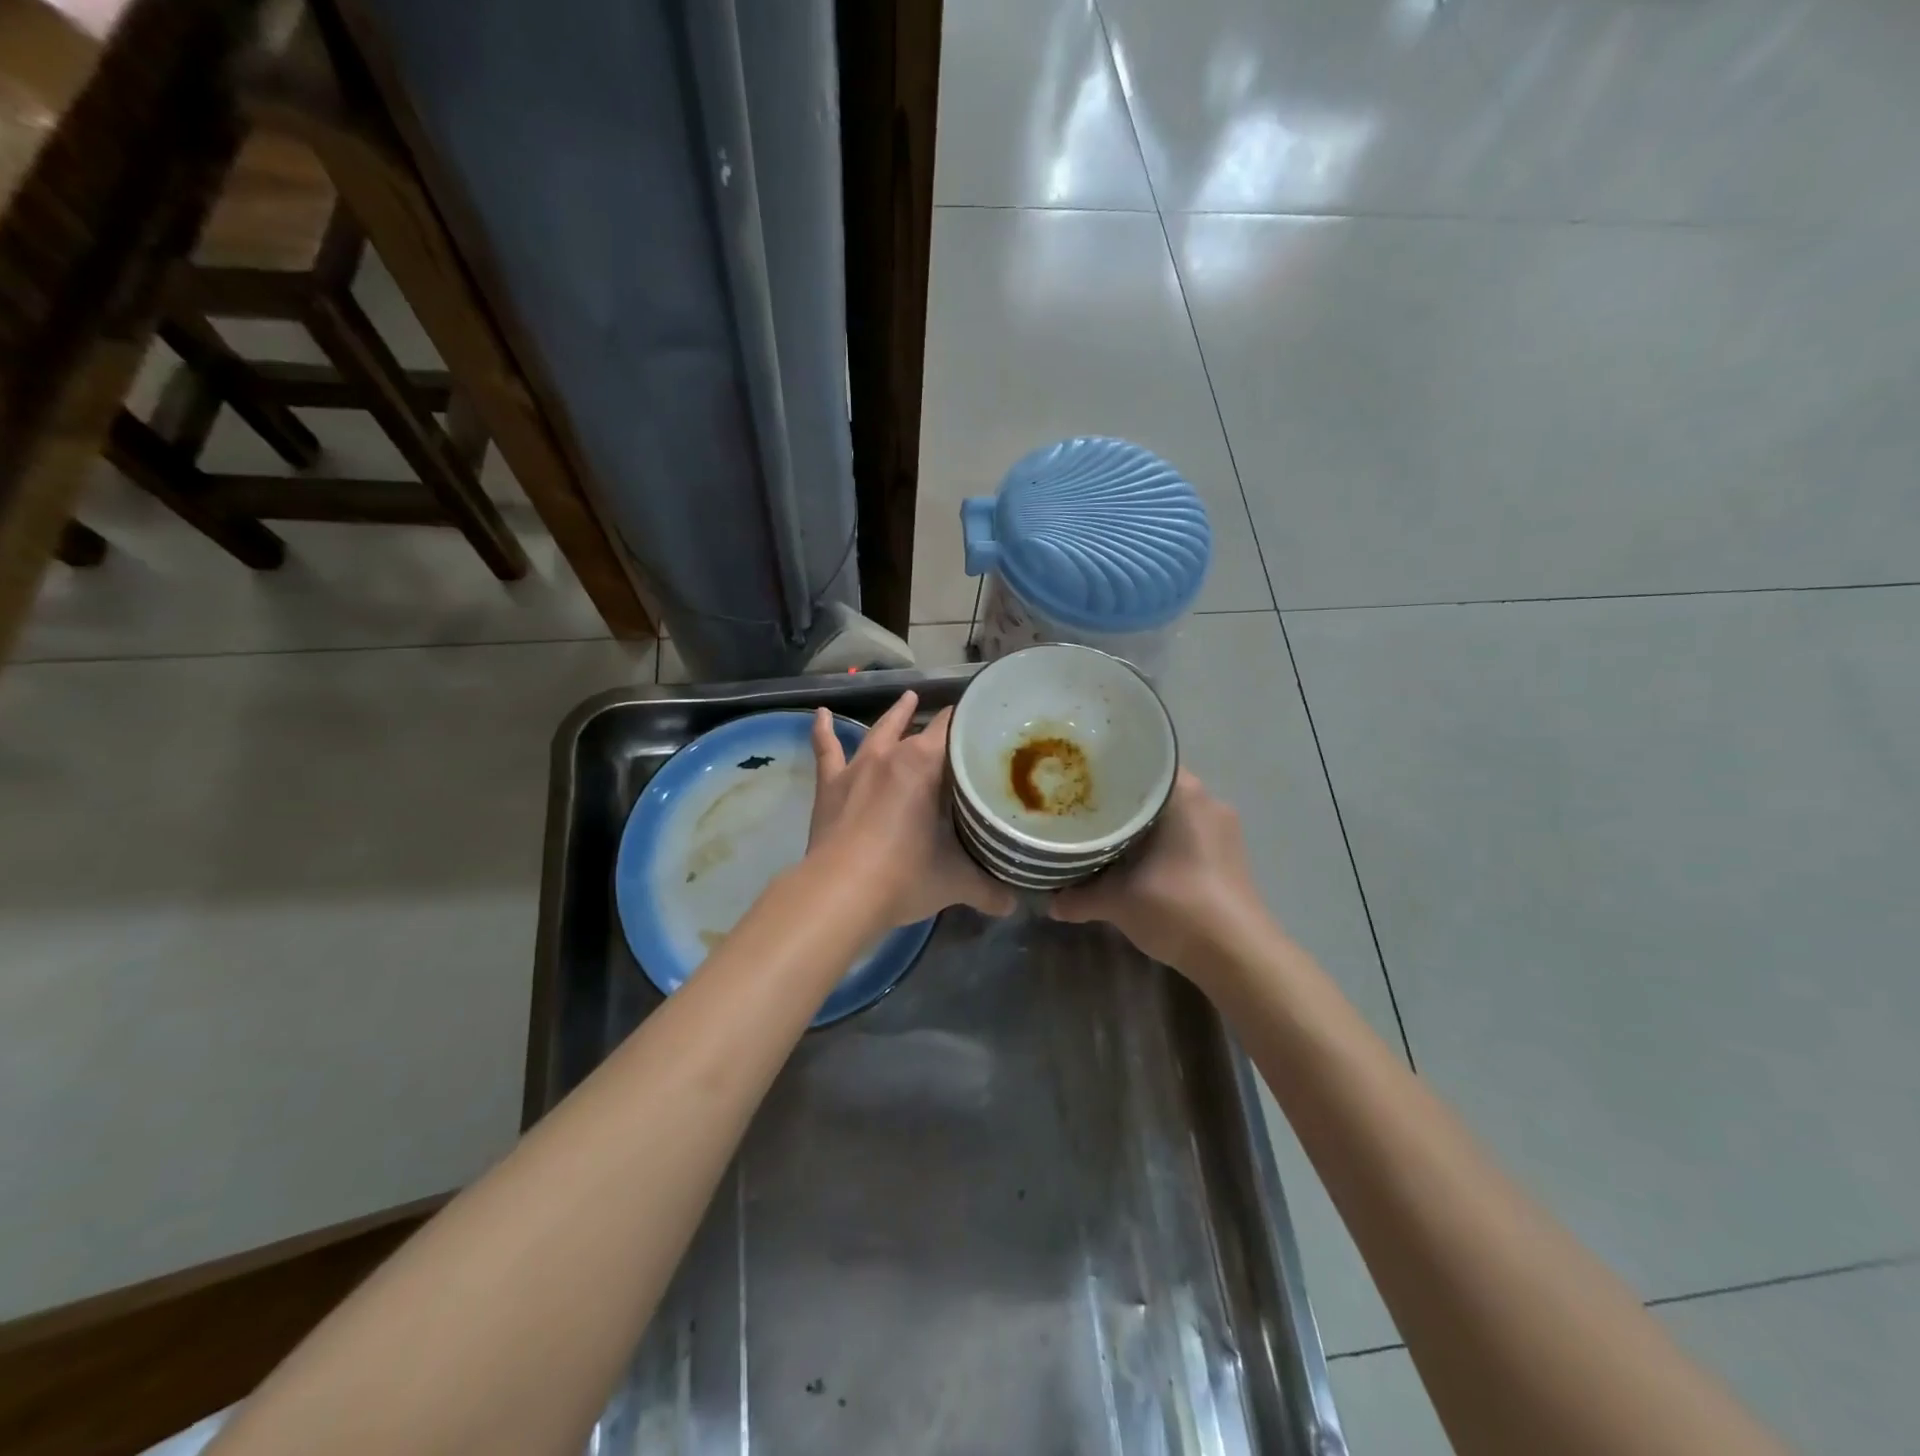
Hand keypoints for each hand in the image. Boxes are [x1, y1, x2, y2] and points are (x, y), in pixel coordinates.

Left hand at [809, 691, 1015, 927]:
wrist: (839, 892)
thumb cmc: (904, 876)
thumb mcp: (954, 882)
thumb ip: (987, 889)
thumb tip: (1013, 903)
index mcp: (925, 765)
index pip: (954, 730)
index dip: (970, 725)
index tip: (986, 724)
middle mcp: (891, 755)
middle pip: (920, 729)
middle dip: (941, 726)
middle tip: (958, 724)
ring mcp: (857, 767)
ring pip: (880, 731)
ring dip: (896, 716)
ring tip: (908, 699)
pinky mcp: (829, 785)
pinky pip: (827, 750)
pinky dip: (823, 731)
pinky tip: (822, 714)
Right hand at [1049, 769, 1269, 979]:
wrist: (1238, 957)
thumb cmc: (1178, 908)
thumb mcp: (1117, 901)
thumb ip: (1079, 897)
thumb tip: (1049, 902)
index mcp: (1184, 795)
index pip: (1142, 763)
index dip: (1109, 770)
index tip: (1080, 780)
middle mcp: (1207, 802)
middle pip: (1154, 791)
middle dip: (1121, 800)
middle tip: (1083, 808)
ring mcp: (1222, 830)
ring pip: (1170, 815)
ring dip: (1141, 825)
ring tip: (1103, 834)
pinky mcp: (1226, 857)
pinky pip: (1185, 835)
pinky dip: (1160, 843)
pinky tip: (1134, 861)